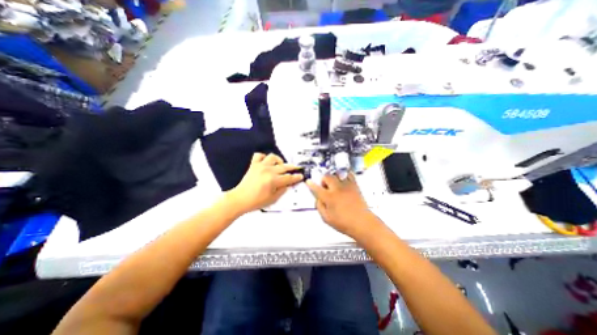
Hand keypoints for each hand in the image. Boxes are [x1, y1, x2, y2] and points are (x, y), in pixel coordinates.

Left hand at [228, 152, 304, 213]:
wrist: (240, 199)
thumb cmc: (256, 201)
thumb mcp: (273, 199)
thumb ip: (282, 190)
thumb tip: (288, 184)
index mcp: (274, 180)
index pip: (289, 178)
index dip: (296, 177)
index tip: (301, 176)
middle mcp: (268, 171)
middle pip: (284, 167)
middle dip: (292, 167)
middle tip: (296, 168)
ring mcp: (260, 166)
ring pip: (273, 157)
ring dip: (278, 160)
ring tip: (280, 165)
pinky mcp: (253, 165)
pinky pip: (259, 155)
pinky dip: (263, 157)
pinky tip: (266, 162)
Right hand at [311, 173, 373, 237]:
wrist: (362, 223)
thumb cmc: (344, 223)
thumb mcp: (327, 218)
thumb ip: (320, 207)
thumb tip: (317, 199)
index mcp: (329, 197)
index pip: (316, 188)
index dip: (311, 184)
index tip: (308, 181)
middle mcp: (336, 189)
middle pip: (327, 177)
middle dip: (323, 180)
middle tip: (325, 187)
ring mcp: (346, 186)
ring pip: (336, 174)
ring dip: (333, 177)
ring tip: (334, 184)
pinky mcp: (354, 186)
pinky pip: (349, 175)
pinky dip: (344, 175)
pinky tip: (344, 179)